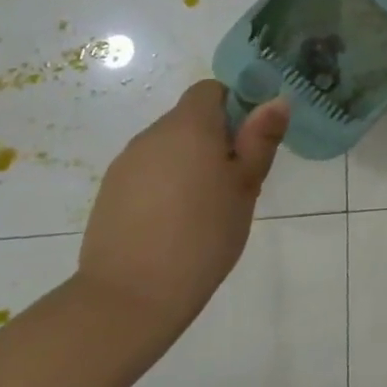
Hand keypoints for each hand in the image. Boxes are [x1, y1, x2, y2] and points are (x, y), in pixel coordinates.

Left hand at [75, 80, 289, 348]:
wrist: (130, 296)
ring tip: (206, 206)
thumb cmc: (203, 234)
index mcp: (189, 126)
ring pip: (169, 147)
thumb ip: (261, 139)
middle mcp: (152, 135)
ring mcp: (126, 164)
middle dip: (215, 138)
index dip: (235, 105)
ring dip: (190, 162)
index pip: (211, 89)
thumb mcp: (246, 186)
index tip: (250, 141)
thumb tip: (276, 100)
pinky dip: (166, 184)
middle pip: (190, 118)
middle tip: (236, 180)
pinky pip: (148, 172)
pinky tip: (175, 222)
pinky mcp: (110, 192)